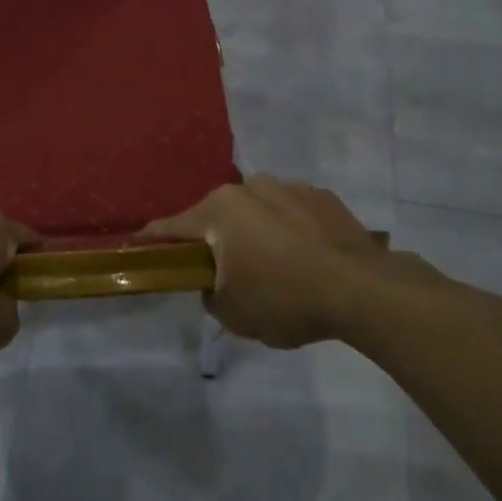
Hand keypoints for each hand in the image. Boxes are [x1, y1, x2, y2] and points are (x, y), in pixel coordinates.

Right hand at [143, 176, 441, 347]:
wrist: (364, 290)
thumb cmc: (286, 300)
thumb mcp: (233, 313)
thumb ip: (210, 294)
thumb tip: (215, 282)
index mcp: (219, 211)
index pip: (171, 228)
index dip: (151, 241)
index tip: (137, 247)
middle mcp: (248, 187)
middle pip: (216, 217)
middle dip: (214, 241)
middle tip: (223, 274)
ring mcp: (288, 186)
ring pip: (255, 211)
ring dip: (253, 233)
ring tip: (274, 268)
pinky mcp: (322, 196)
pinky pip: (290, 213)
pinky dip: (287, 230)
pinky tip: (305, 259)